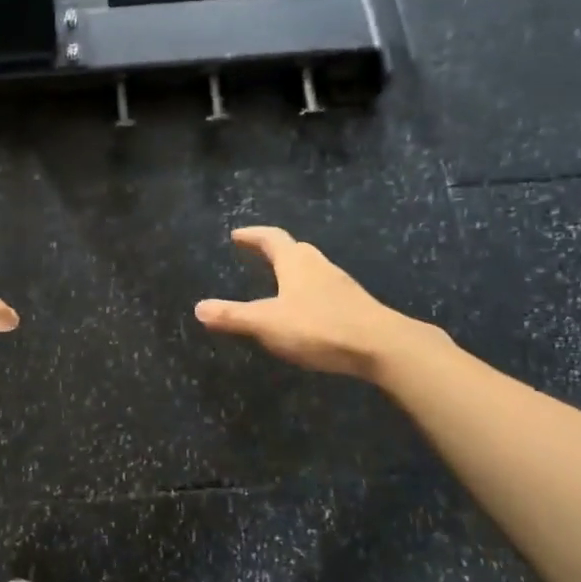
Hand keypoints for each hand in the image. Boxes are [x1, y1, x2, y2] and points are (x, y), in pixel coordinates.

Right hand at [195, 226, 444, 382]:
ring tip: (279, 283)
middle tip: (258, 255)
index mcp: (295, 262)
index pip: (271, 238)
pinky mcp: (354, 305)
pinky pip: (325, 290)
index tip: (237, 234)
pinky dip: (309, 293)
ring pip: (313, 269)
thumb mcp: (267, 323)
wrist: (382, 346)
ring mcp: (340, 285)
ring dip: (294, 271)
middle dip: (275, 250)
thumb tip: (198, 307)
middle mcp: (319, 266)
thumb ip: (232, 316)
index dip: (252, 235)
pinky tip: (306, 312)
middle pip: (295, 250)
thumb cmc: (319, 327)